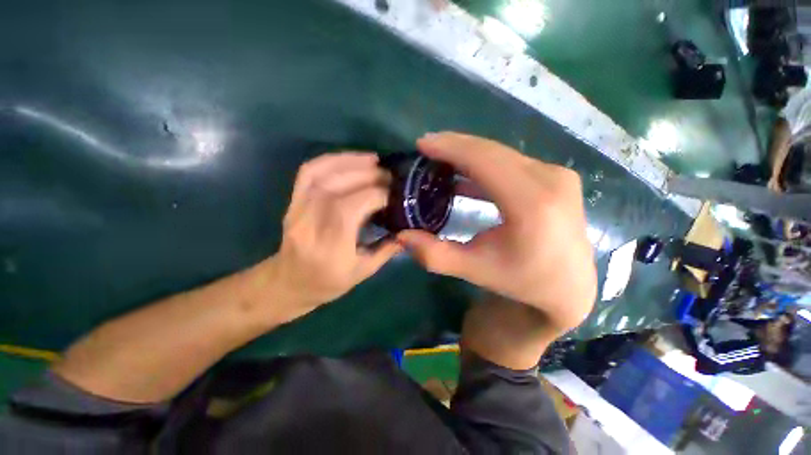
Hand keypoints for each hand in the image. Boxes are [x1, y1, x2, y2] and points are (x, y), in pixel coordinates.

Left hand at [267, 152, 402, 321]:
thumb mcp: (363, 272)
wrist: (289, 282)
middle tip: (389, 175)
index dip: (375, 195)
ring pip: (322, 175)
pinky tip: (350, 159)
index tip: (394, 194)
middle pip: (337, 189)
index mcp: (329, 248)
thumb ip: (387, 249)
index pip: (350, 209)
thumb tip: (409, 230)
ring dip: (351, 162)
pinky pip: (308, 173)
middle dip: (368, 176)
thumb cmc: (328, 283)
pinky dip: (330, 160)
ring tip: (374, 160)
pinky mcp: (292, 202)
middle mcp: (310, 225)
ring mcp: (297, 210)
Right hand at [397, 133, 595, 334]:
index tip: (423, 143)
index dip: (451, 148)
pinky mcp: (556, 178)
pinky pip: (512, 162)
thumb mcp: (475, 269)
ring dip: (469, 154)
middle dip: (455, 146)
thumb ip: (435, 254)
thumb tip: (401, 236)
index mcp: (532, 204)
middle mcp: (550, 181)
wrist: (567, 286)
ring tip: (440, 157)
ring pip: (502, 154)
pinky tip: (465, 174)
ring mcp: (557, 176)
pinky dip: (485, 164)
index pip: (485, 161)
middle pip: (493, 151)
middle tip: (426, 147)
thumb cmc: (522, 280)